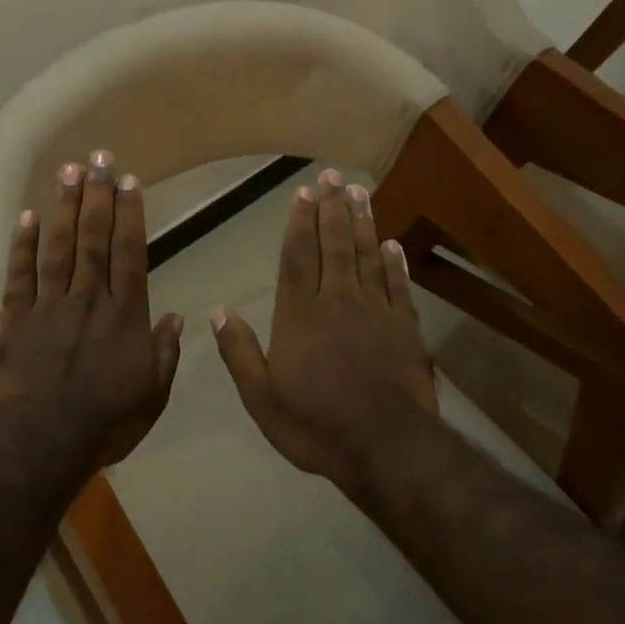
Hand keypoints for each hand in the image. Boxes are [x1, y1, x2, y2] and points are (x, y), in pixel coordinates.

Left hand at [0, 149, 182, 467]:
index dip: (130, 214)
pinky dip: (22, 245)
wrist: (44, 443)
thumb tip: (174, 318)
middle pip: (93, 238)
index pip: (129, 253)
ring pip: (58, 247)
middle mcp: (88, 299)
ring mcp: (49, 306)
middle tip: (99, 158)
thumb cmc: (106, 422)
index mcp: (123, 315)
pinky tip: (26, 216)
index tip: (129, 181)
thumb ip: (164, 353)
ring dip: (63, 207)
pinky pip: (19, 276)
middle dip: (98, 196)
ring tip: (67, 171)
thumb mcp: (152, 394)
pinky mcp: (16, 320)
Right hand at [210, 169, 437, 491]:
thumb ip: (240, 351)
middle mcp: (338, 300)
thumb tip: (219, 310)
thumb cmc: (316, 424)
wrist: (385, 447)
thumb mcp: (261, 398)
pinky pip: (398, 285)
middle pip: (335, 244)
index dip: (300, 222)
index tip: (303, 193)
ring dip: (363, 222)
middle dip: (332, 208)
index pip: (298, 256)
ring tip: (359, 193)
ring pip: (368, 255)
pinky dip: (395, 262)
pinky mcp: (405, 327)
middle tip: (332, 176)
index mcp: (300, 314)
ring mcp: (375, 311)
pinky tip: (392, 243)